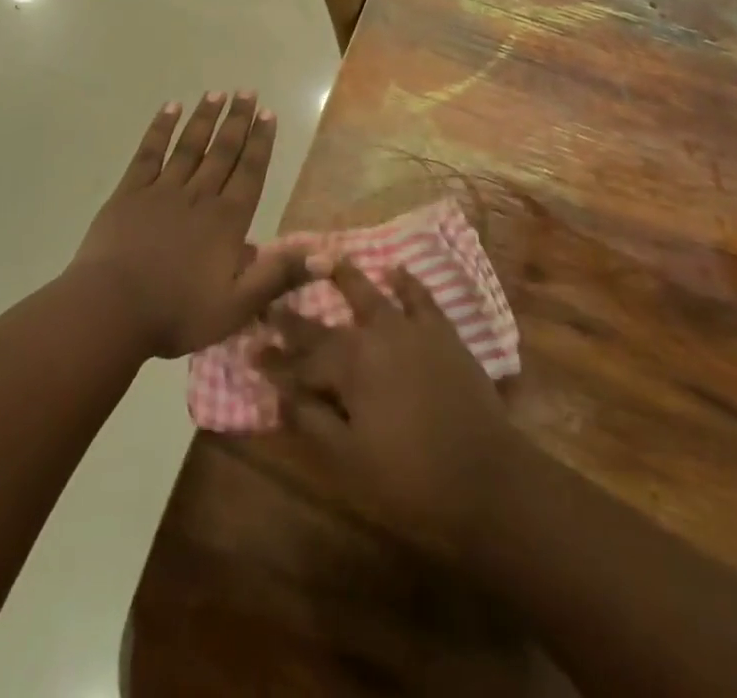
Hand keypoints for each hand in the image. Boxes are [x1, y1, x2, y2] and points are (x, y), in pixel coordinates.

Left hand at [70, 93, 302, 359]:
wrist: (111, 310)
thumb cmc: (177, 313)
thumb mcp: (238, 306)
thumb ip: (279, 276)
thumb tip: (328, 257)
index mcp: (227, 221)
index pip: (250, 172)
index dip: (260, 142)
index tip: (268, 114)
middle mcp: (199, 196)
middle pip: (222, 151)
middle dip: (237, 121)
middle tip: (247, 91)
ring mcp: (162, 190)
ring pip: (189, 146)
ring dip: (204, 118)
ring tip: (216, 93)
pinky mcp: (130, 192)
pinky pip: (149, 153)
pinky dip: (160, 129)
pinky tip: (170, 109)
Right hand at [260, 258, 523, 559]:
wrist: (485, 477)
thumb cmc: (410, 478)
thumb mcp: (349, 460)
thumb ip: (311, 421)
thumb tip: (281, 394)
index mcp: (347, 366)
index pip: (299, 361)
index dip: (273, 360)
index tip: (250, 350)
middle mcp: (373, 335)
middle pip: (325, 325)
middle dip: (294, 317)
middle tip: (271, 302)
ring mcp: (409, 329)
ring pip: (369, 294)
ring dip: (344, 277)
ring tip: (324, 257)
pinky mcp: (441, 333)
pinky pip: (420, 298)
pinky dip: (406, 282)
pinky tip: (396, 269)